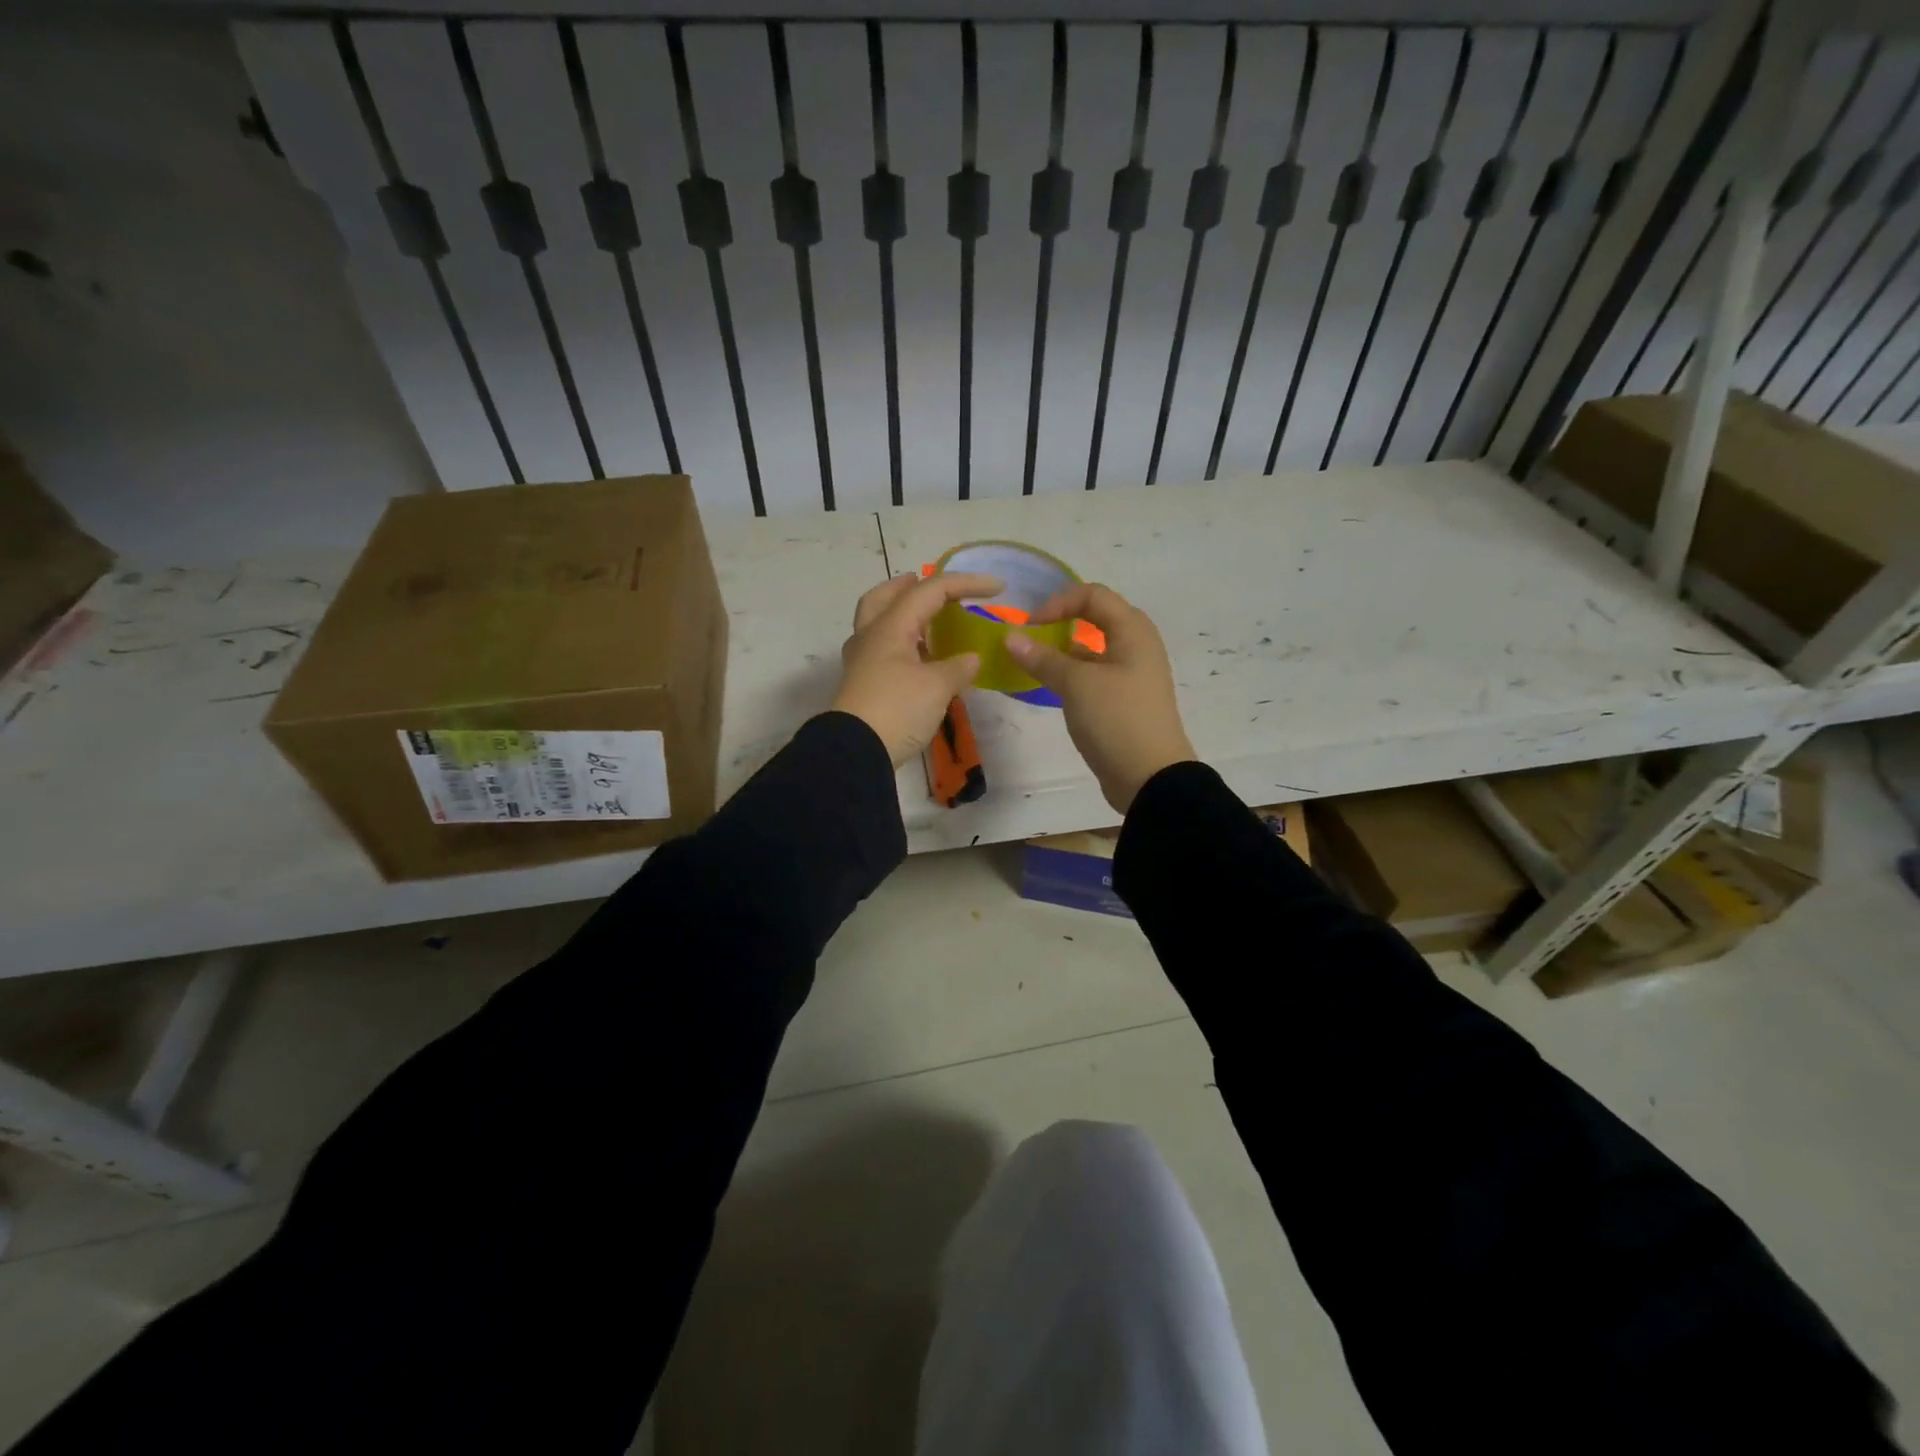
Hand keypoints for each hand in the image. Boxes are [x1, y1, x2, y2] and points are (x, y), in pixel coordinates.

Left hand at [831, 572, 1001, 766]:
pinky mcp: (862, 686)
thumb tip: (970, 659)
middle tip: (927, 583)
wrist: (856, 752)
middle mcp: (870, 637)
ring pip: (878, 624)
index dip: (965, 583)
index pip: (929, 590)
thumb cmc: (897, 709)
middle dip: (906, 586)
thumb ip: (958, 668)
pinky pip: (881, 650)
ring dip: (900, 614)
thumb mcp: (937, 687)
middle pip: (883, 597)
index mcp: (890, 627)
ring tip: (926, 622)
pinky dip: (901, 643)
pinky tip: (918, 658)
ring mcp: (862, 662)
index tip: (997, 587)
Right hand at [1005, 583, 1195, 812]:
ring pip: (1093, 649)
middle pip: (1095, 618)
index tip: (1031, 626)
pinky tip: (1049, 687)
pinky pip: (1094, 675)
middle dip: (1060, 622)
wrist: (1151, 778)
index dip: (1059, 602)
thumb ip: (1042, 658)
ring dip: (1063, 651)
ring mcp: (1132, 675)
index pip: (1093, 595)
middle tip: (1031, 638)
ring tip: (1031, 664)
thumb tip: (1010, 638)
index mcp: (1133, 631)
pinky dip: (1071, 675)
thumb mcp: (1076, 685)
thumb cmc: (1117, 720)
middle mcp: (1137, 646)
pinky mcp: (1124, 700)